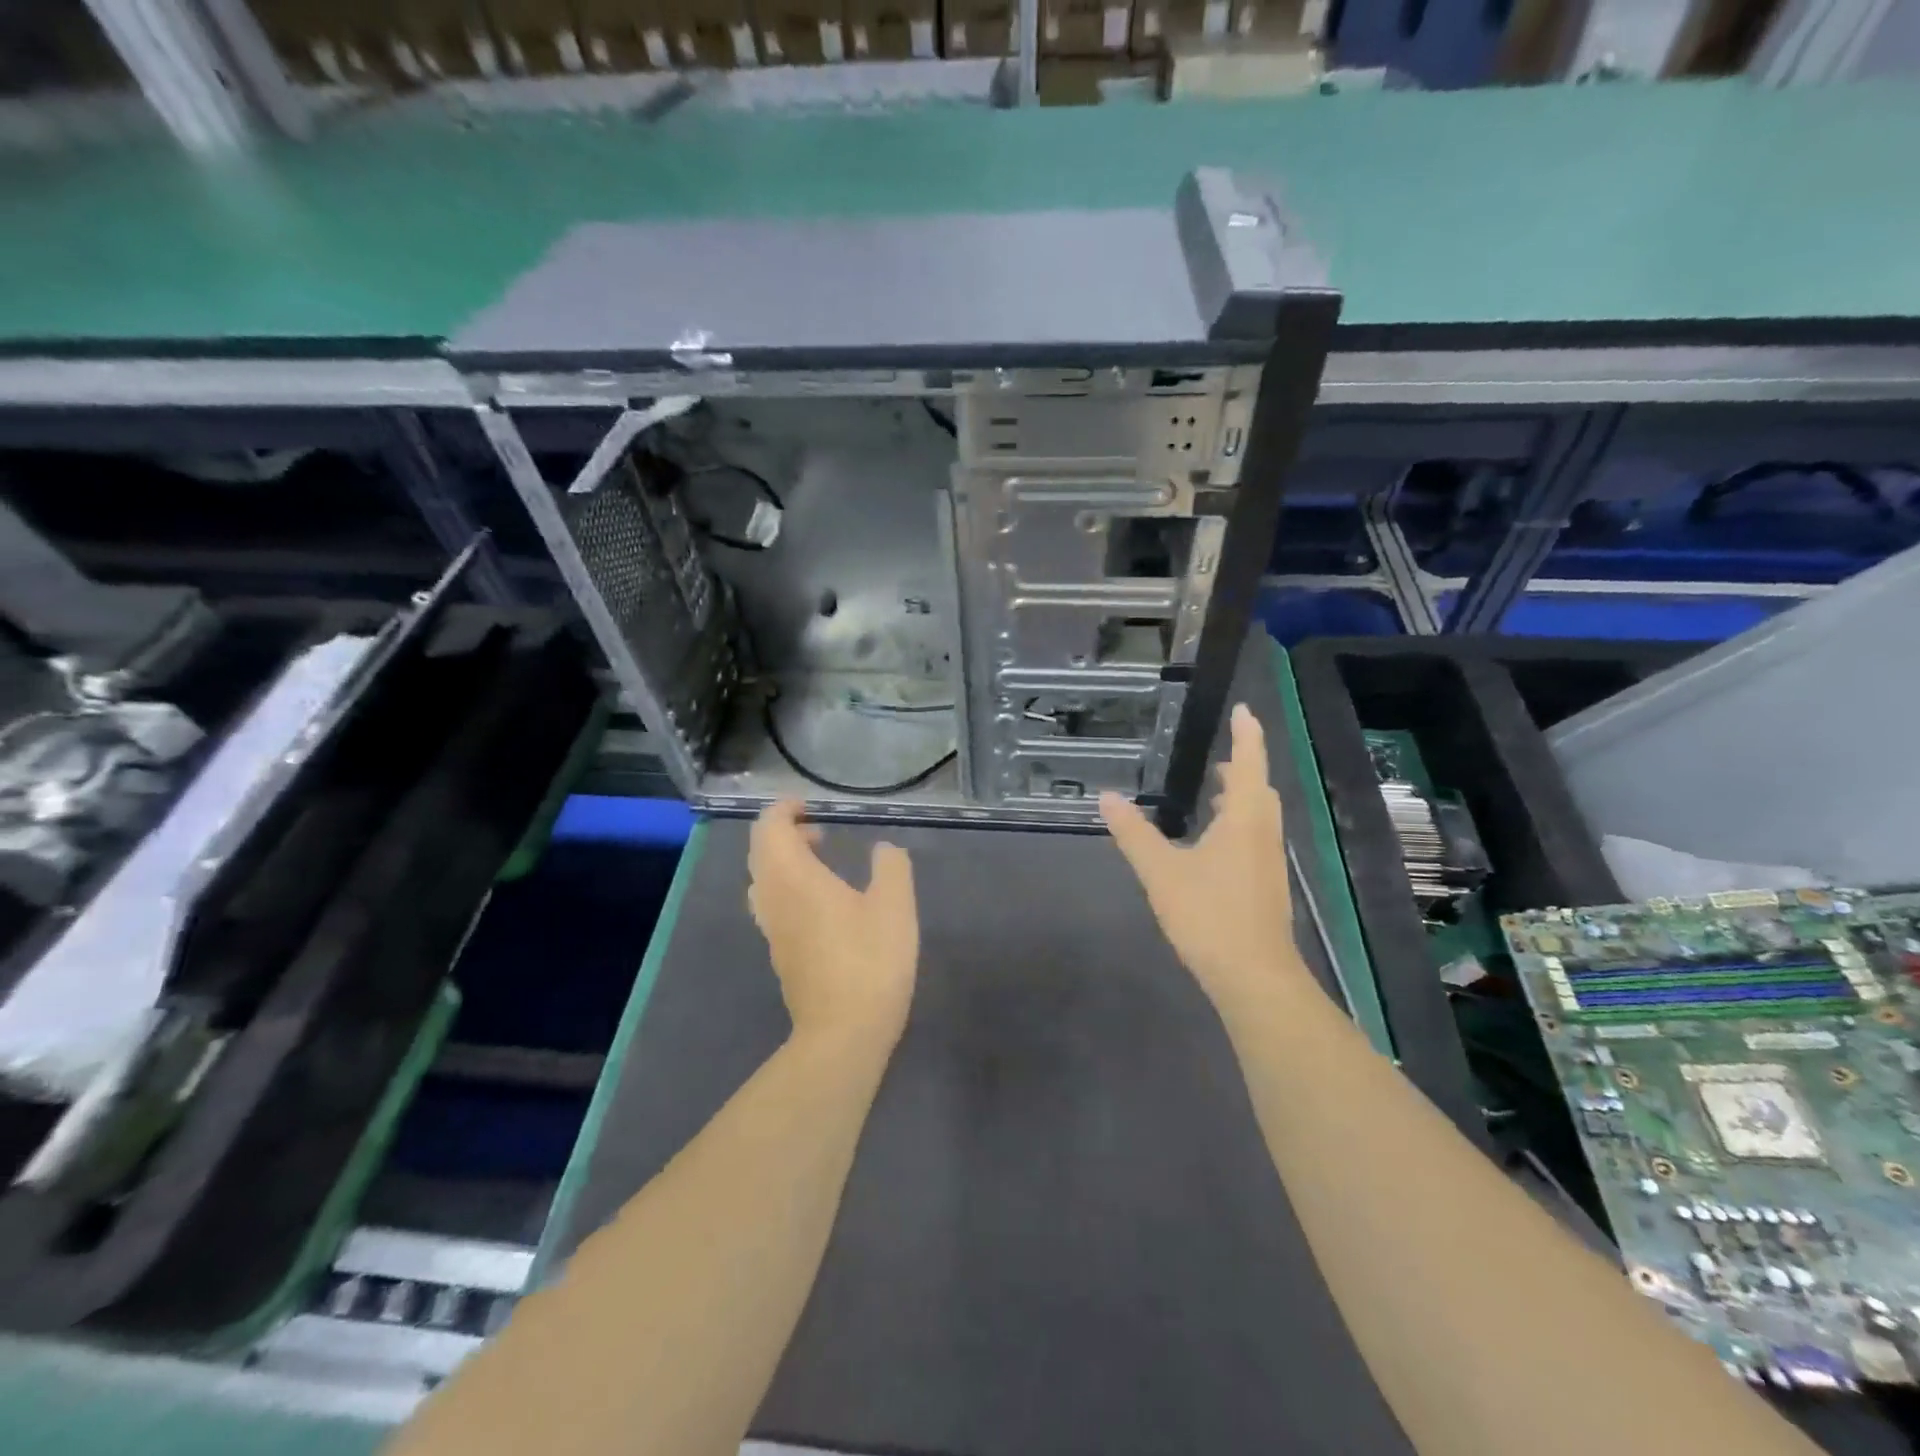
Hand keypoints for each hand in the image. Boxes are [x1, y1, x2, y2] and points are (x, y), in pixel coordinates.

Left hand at [748, 801, 919, 1046]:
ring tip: (820, 861)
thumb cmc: (870, 962)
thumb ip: (891, 867)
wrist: (843, 1034)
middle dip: (783, 833)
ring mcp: (772, 929)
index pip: (769, 829)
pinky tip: (822, 901)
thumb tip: (883, 849)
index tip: (810, 805)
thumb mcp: (895, 906)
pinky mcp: (779, 953)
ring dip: (783, 861)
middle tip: (819, 831)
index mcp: (795, 879)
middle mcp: (773, 899)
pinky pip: (771, 904)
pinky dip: (787, 886)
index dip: (784, 810)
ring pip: (762, 880)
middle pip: (760, 853)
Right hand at [1099, 704, 1295, 1004]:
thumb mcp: (1161, 871)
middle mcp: (1263, 832)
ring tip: (1214, 791)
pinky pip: (1255, 837)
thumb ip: (1133, 833)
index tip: (1245, 710)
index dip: (1247, 734)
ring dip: (1241, 796)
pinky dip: (1238, 823)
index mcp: (1244, 818)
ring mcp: (1269, 860)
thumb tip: (1106, 797)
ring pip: (1259, 815)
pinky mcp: (1266, 884)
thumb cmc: (1209, 915)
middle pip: (1259, 788)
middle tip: (1220, 755)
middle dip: (1243, 766)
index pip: (1250, 762)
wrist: (1254, 976)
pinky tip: (1214, 842)